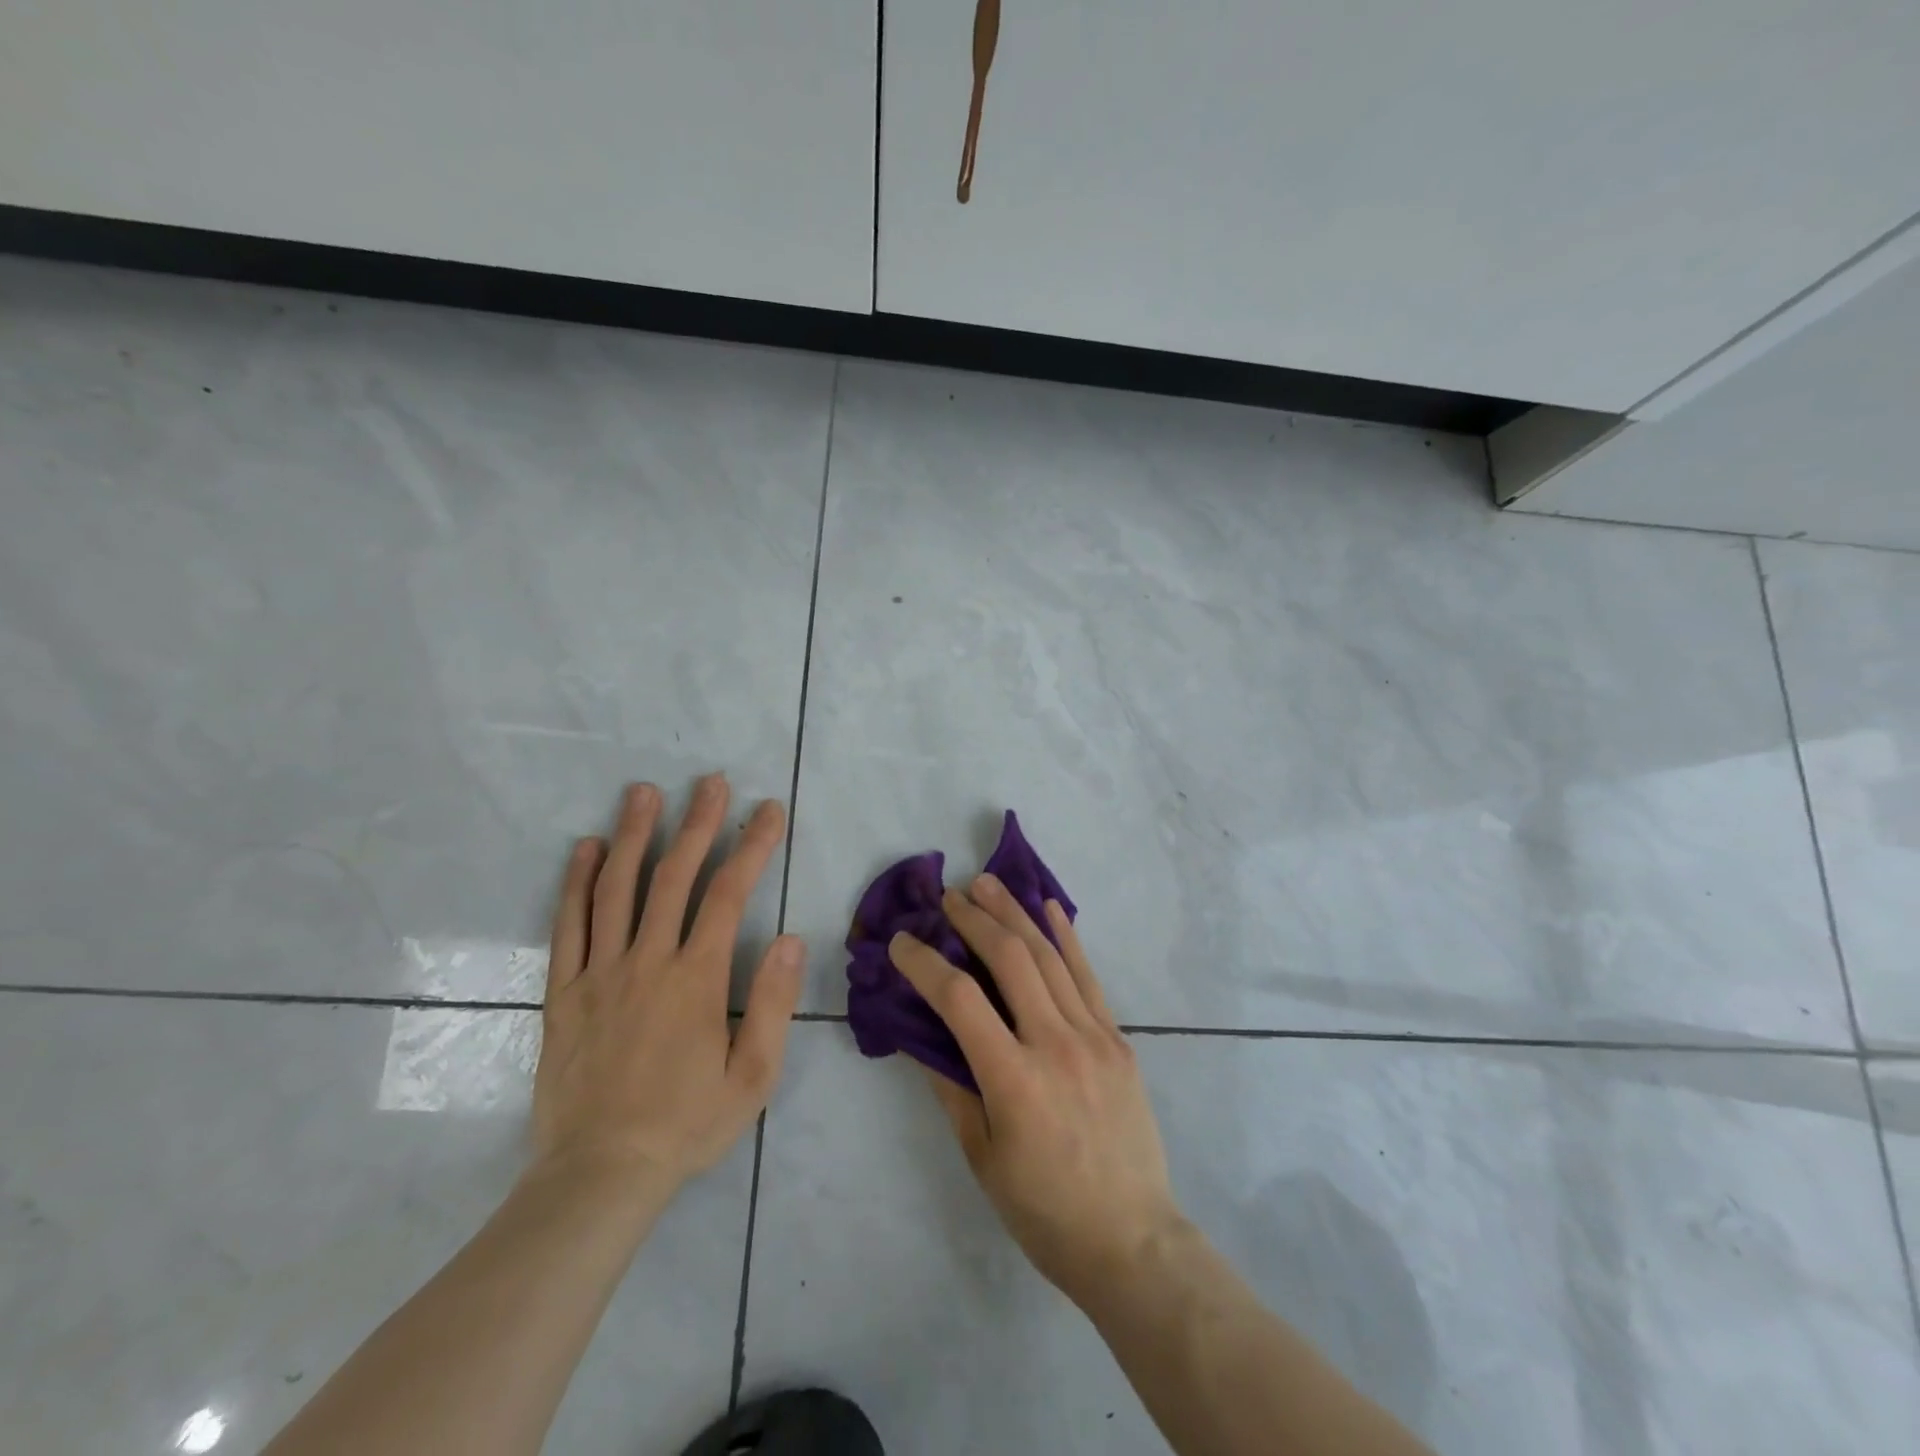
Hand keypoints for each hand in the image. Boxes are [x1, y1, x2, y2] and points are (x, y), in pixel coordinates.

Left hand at [531, 775, 804, 1196]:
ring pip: (617, 890)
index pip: (729, 895)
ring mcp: (600, 973)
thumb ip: (771, 1004)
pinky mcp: (564, 992)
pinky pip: (569, 927)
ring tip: (644, 792)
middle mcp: (647, 962)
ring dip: (634, 836)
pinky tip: (586, 849)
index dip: (751, 846)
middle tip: (710, 781)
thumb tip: (790, 939)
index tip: (768, 810)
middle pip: (673, 877)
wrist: (598, 1175)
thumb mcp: (751, 1076)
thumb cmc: (685, 1124)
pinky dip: (577, 883)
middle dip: (697, 823)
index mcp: (696, 979)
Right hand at [887, 877, 1185, 1306]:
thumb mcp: (982, 1157)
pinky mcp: (1118, 1038)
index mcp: (1013, 1080)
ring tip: (987, 883)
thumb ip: (951, 1087)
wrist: (1132, 1239)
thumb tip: (919, 1035)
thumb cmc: (1044, 1210)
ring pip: (1049, 957)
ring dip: (1014, 914)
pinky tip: (1049, 907)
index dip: (924, 963)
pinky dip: (1067, 937)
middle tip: (948, 895)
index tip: (901, 942)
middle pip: (1010, 959)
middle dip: (974, 920)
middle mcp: (1055, 1044)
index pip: (959, 1000)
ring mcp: (1093, 1036)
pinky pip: (1088, 976)